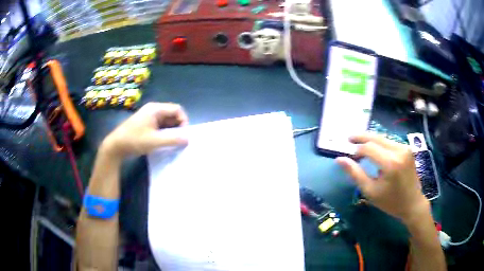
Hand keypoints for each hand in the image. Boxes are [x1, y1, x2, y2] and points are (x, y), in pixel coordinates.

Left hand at [101, 102, 188, 159]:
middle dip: (178, 127)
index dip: (183, 120)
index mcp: (155, 109)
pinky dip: (164, 133)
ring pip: (166, 121)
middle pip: (172, 115)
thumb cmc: (134, 140)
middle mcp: (153, 110)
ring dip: (171, 131)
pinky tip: (164, 143)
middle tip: (179, 140)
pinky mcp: (145, 124)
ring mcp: (148, 117)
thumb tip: (188, 139)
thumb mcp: (155, 141)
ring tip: (173, 143)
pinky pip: (160, 126)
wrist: (115, 146)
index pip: (177, 109)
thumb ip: (173, 139)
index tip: (184, 135)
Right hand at [336, 133, 428, 225]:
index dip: (356, 149)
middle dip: (361, 137)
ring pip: (383, 138)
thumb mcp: (370, 191)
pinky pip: (389, 142)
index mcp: (390, 163)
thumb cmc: (390, 202)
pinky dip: (379, 144)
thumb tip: (340, 159)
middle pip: (376, 137)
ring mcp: (405, 148)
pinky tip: (374, 149)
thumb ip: (355, 173)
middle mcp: (399, 150)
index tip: (348, 155)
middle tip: (349, 139)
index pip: (368, 148)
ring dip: (370, 140)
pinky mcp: (407, 149)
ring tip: (359, 146)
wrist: (412, 203)